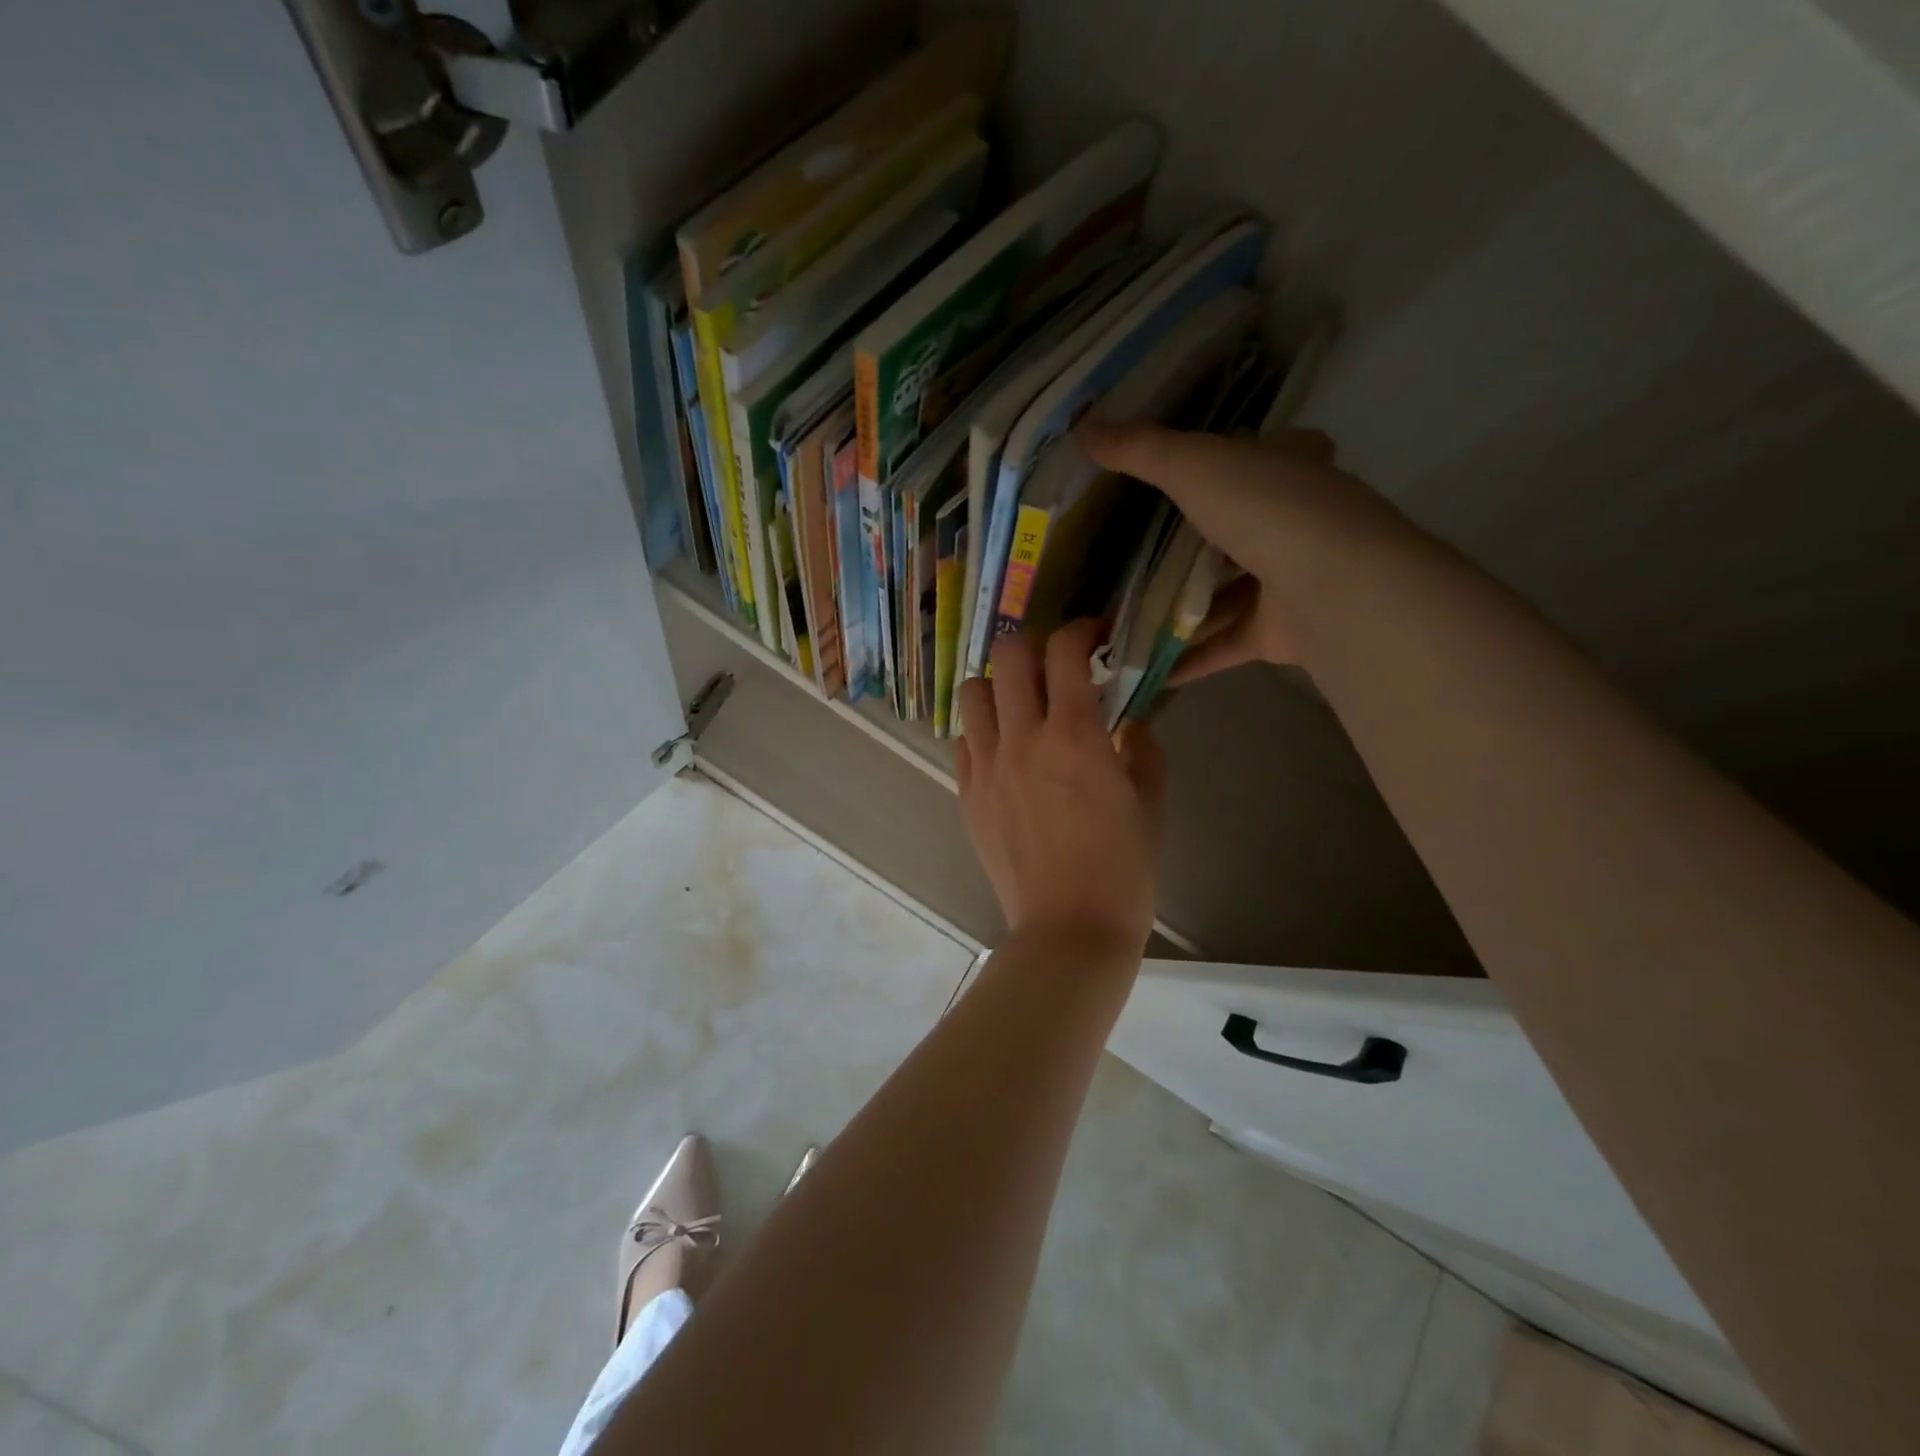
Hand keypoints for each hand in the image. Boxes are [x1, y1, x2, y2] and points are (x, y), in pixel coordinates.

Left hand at [955, 620, 1166, 954]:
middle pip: (1007, 656)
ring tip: (1021, 704)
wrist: (1068, 930)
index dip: (1079, 630)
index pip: (1063, 652)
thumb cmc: (1122, 870)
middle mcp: (1022, 739)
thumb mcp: (1151, 804)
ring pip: (972, 692)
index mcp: (1074, 736)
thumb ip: (1144, 751)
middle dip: (1033, 646)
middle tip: (1054, 665)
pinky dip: (983, 730)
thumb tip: (1132, 724)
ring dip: (998, 685)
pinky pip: (964, 741)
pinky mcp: (967, 794)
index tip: (1093, 637)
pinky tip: (1006, 750)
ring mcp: (986, 766)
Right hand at [1077, 418, 1412, 684]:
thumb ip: (1140, 450)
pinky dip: (1184, 658)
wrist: (1332, 587)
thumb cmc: (1268, 509)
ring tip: (1119, 620)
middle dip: (1186, 548)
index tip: (1182, 474)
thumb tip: (1081, 426)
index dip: (1230, 458)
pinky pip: (1220, 645)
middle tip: (1126, 559)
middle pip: (1233, 532)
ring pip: (1222, 596)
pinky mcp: (1276, 634)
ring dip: (1176, 611)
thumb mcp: (1193, 465)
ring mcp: (1287, 583)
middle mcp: (1294, 523)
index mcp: (1288, 470)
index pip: (1262, 455)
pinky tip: (1141, 669)